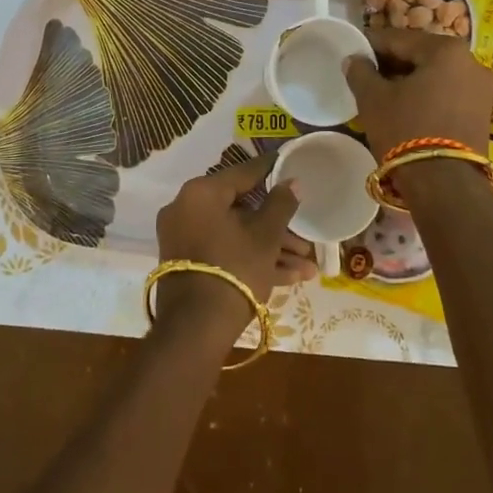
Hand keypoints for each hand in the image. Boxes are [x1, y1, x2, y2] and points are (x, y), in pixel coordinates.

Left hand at [155, 153, 310, 331]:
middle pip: (241, 210)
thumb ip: (280, 204)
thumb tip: (292, 182)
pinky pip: (224, 252)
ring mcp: (185, 238)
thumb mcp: (265, 236)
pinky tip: (291, 277)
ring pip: (236, 235)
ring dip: (272, 249)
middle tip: (307, 239)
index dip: (270, 171)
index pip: (242, 174)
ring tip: (308, 267)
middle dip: (278, 228)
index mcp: (201, 193)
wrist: (196, 327)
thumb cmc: (234, 268)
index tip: (289, 165)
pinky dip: (252, 260)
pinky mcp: (188, 264)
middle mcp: (187, 209)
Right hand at [344, 27, 492, 161]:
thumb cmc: (406, 130)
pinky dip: (427, 95)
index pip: (398, 38)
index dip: (371, 45)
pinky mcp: (483, 113)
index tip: (353, 54)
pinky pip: (448, 93)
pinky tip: (407, 108)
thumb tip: (355, 59)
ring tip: (384, 94)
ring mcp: (482, 88)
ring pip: (436, 75)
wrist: (445, 184)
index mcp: (446, 49)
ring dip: (410, 80)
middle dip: (393, 63)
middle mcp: (471, 61)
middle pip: (421, 55)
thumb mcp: (373, 99)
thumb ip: (361, 72)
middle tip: (367, 76)